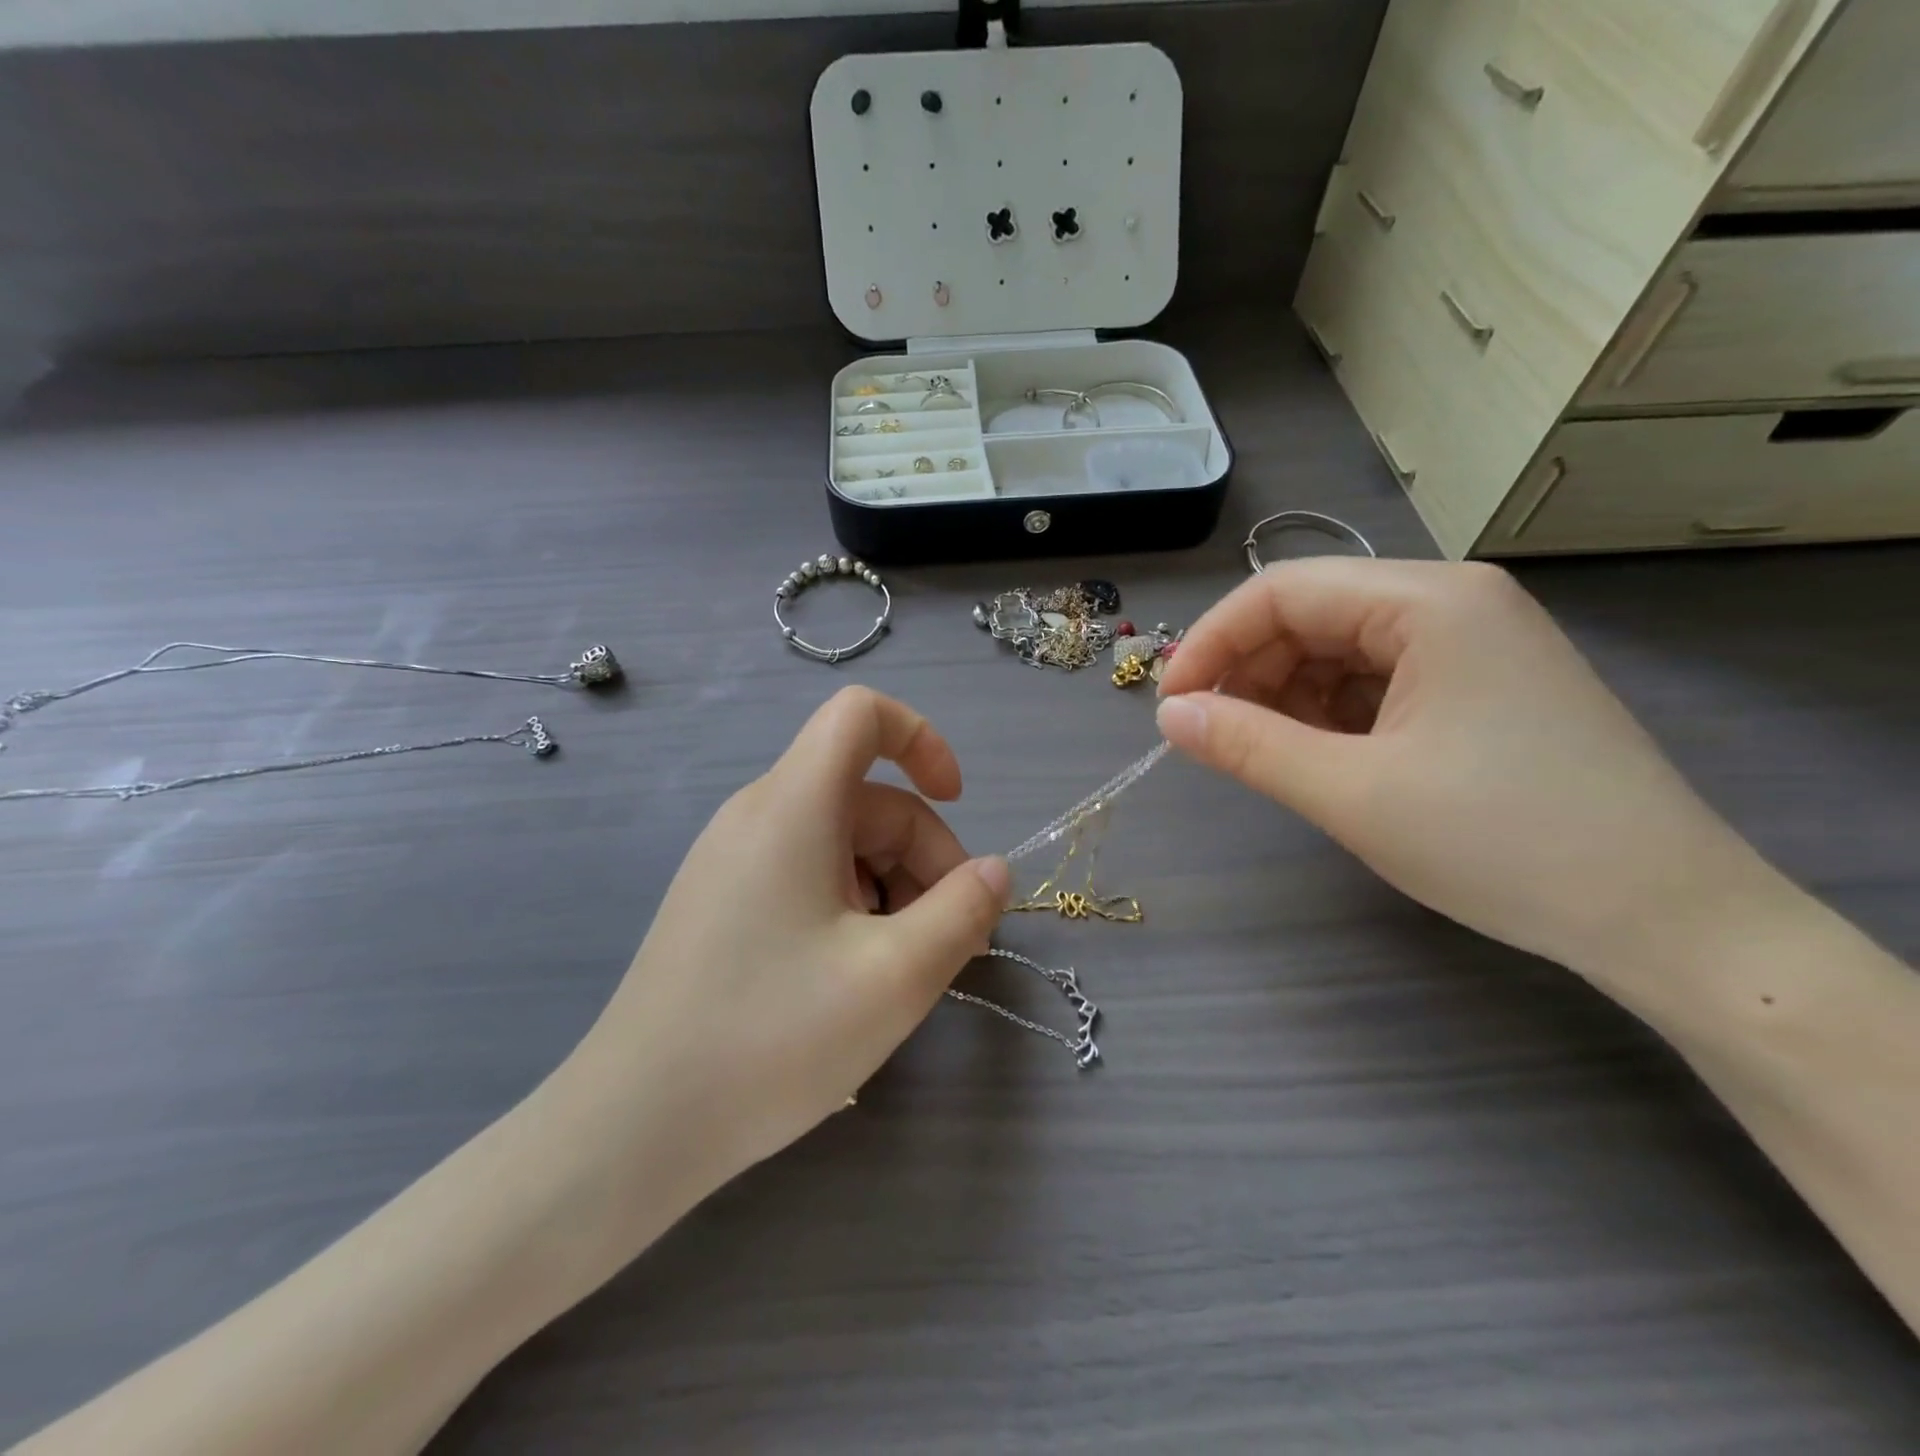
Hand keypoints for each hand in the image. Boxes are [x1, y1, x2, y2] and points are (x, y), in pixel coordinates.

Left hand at [554, 687, 1010, 1217]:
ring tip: (903, 968)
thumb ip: (963, 911)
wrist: (633, 1126)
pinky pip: (808, 874)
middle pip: (866, 797)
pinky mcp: (724, 902)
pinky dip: (852, 905)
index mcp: (793, 806)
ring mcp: (734, 860)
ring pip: (841, 841)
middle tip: (951, 941)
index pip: (860, 714)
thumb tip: (995, 871)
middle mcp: (758, 816)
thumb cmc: (771, 1039)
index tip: (957, 803)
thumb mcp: (895, 977)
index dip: (921, 739)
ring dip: (892, 888)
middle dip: (923, 856)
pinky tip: (855, 975)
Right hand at [1154, 559, 1771, 983]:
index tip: (1171, 707)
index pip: (1281, 591)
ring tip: (1267, 755)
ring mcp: (1475, 644)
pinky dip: (1332, 714)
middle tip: (1213, 739)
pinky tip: (1322, 758)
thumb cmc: (1502, 842)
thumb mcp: (1352, 793)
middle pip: (1312, 615)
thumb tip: (1169, 716)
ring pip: (1341, 650)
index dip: (1212, 642)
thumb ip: (1247, 745)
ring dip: (1287, 697)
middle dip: (1249, 672)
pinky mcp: (1482, 687)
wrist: (1666, 918)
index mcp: (1430, 601)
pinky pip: (1378, 681)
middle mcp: (1455, 603)